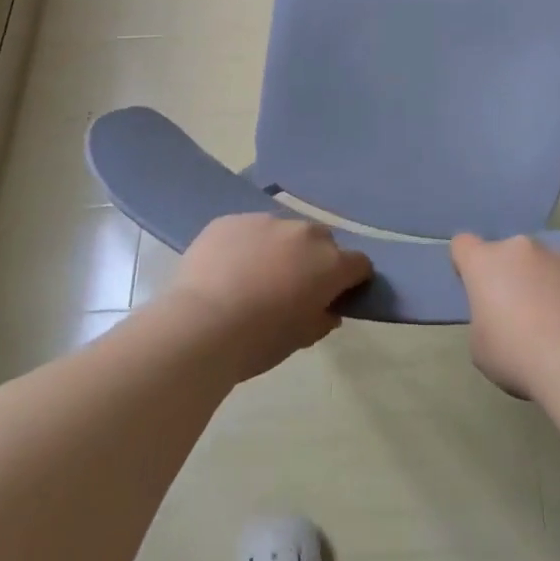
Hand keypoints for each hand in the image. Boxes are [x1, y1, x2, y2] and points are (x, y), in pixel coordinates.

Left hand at [169, 214, 372, 380]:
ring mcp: (265, 220)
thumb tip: (327, 310)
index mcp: (330, 263)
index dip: (352, 281)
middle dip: (315, 260)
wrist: (201, 325)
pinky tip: (226, 269)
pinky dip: (245, 245)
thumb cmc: (259, 341)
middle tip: (293, 287)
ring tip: (254, 277)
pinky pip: (247, 229)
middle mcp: (303, 233)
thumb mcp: (301, 339)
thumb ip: (322, 319)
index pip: (359, 264)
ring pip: (282, 231)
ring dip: (278, 249)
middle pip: (321, 241)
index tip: (337, 296)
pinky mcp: (231, 219)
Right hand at [450, 233, 559, 398]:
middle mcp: (519, 247)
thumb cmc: (515, 354)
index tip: (476, 288)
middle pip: (506, 253)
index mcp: (484, 261)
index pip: (463, 244)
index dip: (466, 264)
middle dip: (508, 273)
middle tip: (516, 310)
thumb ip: (484, 316)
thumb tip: (502, 314)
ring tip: (551, 318)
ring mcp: (556, 254)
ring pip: (540, 262)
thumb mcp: (480, 344)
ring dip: (539, 280)